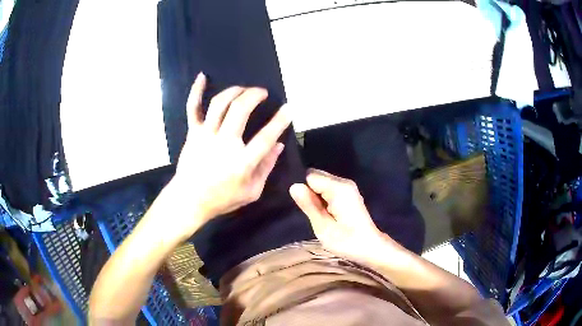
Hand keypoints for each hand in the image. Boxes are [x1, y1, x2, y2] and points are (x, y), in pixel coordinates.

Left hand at [169, 73, 290, 233]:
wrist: (189, 199)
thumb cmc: (222, 198)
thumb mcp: (251, 191)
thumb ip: (266, 168)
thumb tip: (278, 145)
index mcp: (242, 162)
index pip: (265, 137)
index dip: (280, 121)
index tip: (288, 108)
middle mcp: (224, 144)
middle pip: (240, 110)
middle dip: (254, 95)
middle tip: (262, 92)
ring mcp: (206, 135)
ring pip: (220, 104)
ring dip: (234, 91)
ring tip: (244, 89)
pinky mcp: (193, 132)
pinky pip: (193, 108)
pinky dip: (196, 91)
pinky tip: (202, 76)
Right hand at [290, 169, 392, 262]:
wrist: (370, 247)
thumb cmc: (347, 241)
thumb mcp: (323, 227)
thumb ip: (309, 205)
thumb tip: (294, 186)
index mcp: (338, 188)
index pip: (310, 176)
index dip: (303, 189)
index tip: (302, 206)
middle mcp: (344, 182)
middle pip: (317, 177)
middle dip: (309, 192)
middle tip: (310, 213)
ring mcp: (348, 187)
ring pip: (322, 183)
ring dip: (316, 196)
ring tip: (317, 215)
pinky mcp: (349, 193)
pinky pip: (329, 189)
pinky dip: (323, 198)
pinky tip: (325, 213)